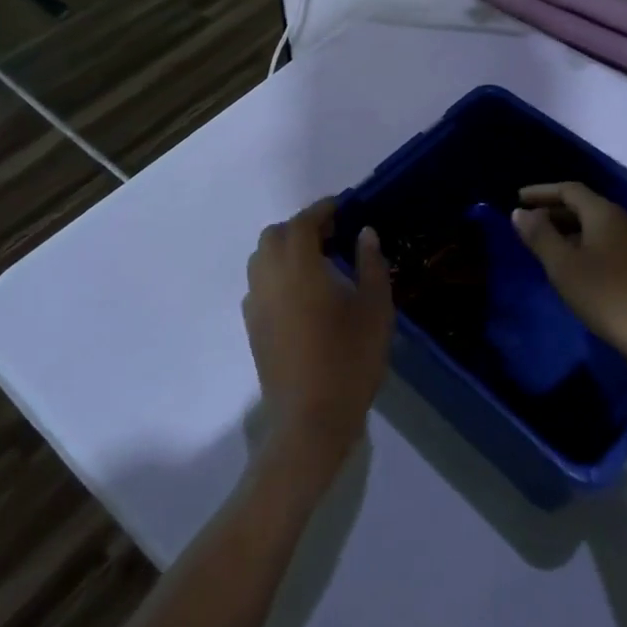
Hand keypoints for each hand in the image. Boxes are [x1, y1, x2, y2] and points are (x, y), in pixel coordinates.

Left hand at [242, 198, 393, 475]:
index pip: (304, 223)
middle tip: (332, 236)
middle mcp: (269, 277)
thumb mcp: (375, 309)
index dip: (322, 210)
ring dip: (285, 250)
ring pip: (261, 259)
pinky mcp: (252, 327)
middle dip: (300, 227)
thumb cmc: (350, 359)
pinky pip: (259, 285)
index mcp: (299, 266)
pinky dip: (276, 275)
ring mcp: (256, 303)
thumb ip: (371, 265)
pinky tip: (302, 294)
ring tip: (317, 262)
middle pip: (275, 236)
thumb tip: (365, 233)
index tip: (342, 207)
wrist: (310, 419)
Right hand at [512, 183, 626, 373]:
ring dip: (567, 229)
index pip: (569, 190)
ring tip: (544, 243)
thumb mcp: (563, 265)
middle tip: (527, 222)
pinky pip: (604, 242)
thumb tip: (520, 212)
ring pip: (594, 225)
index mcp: (604, 213)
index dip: (541, 192)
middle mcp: (622, 220)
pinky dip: (582, 243)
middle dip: (553, 210)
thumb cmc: (604, 294)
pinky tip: (571, 264)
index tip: (517, 198)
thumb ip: (540, 235)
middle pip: (583, 205)